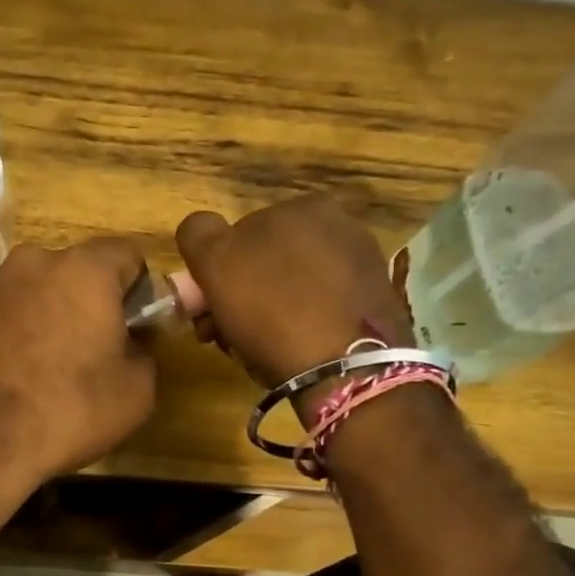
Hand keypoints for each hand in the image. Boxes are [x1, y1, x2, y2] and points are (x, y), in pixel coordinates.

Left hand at [0, 238, 157, 484]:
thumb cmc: (63, 411)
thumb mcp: (135, 394)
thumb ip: (143, 353)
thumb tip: (130, 344)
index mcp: (83, 271)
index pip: (125, 255)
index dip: (135, 288)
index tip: (132, 325)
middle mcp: (29, 262)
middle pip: (70, 272)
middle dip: (81, 303)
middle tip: (83, 352)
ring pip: (25, 292)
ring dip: (36, 317)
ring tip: (31, 369)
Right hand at [176, 196, 413, 390]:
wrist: (346, 369)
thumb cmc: (272, 309)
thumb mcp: (215, 263)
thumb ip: (198, 234)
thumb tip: (201, 230)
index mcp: (301, 206)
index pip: (237, 235)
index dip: (214, 274)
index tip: (205, 311)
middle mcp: (339, 225)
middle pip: (266, 263)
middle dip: (240, 297)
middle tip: (224, 335)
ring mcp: (362, 265)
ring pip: (292, 288)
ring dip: (267, 314)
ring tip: (256, 350)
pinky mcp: (376, 304)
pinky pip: (321, 310)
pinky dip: (302, 326)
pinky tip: (293, 352)